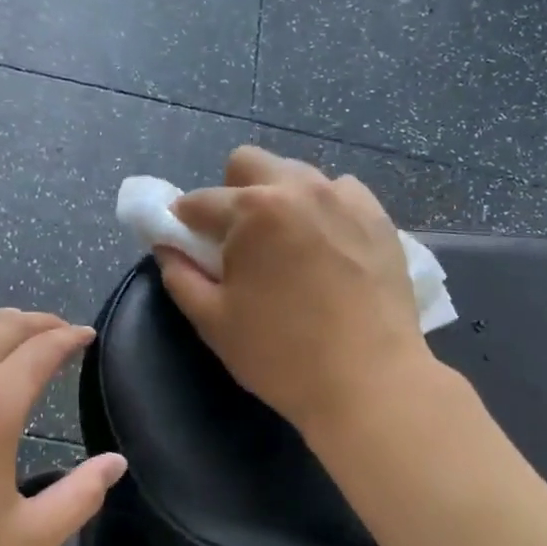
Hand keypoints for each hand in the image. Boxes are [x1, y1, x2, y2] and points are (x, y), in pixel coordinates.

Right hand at [156, 146, 438, 435]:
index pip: (200, 201)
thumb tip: (166, 247)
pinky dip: (322, 211)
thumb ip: (179, 275)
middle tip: (238, 241)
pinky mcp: (380, 217)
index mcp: (254, 209)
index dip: (183, 223)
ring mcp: (346, 198)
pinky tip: (326, 250)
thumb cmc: (281, 355)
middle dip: (232, 193)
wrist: (370, 381)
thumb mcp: (213, 321)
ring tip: (286, 247)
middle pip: (249, 164)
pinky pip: (340, 194)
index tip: (185, 245)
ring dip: (279, 199)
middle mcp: (300, 188)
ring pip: (297, 175)